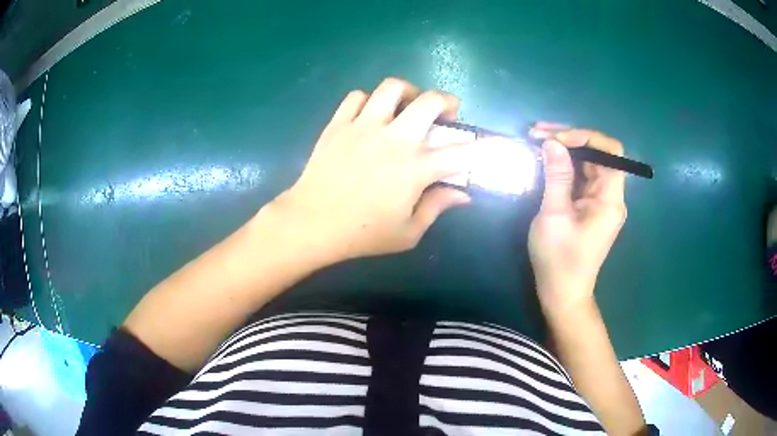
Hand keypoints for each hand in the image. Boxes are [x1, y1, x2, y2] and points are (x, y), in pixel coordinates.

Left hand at [267, 78, 474, 263]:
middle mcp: (394, 138)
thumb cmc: (361, 233)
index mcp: (415, 169)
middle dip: (447, 102)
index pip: (462, 153)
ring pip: (392, 88)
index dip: (482, 148)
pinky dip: (368, 100)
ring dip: (408, 91)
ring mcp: (364, 126)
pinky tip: (370, 114)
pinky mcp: (339, 123)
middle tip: (447, 113)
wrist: (311, 222)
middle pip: (430, 101)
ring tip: (408, 104)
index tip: (489, 147)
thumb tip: (464, 195)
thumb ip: (437, 208)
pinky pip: (356, 96)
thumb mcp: (407, 232)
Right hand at [527, 124, 626, 318]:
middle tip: (536, 133)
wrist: (563, 294)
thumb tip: (552, 142)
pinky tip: (545, 160)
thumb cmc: (559, 260)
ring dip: (564, 150)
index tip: (554, 138)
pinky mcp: (590, 207)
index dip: (585, 137)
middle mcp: (611, 196)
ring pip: (588, 163)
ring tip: (536, 141)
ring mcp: (601, 201)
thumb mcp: (554, 217)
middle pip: (598, 154)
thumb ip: (556, 177)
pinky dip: (564, 165)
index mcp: (610, 199)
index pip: (610, 151)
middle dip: (569, 139)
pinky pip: (581, 177)